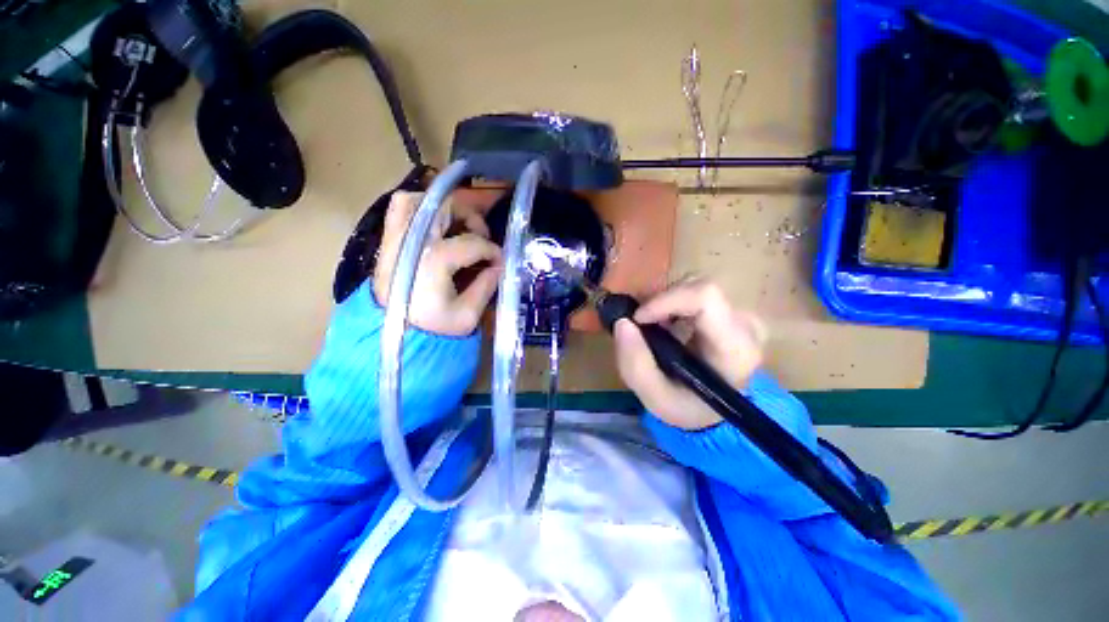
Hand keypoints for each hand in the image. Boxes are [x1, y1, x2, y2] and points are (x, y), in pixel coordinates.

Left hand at [374, 191, 501, 335]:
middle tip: (481, 236)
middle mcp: (412, 241)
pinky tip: (437, 225)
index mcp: (433, 260)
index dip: (493, 250)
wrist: (393, 340)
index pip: (473, 242)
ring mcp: (395, 239)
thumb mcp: (467, 315)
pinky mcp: (388, 243)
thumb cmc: (433, 330)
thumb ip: (487, 286)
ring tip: (459, 226)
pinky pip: (400, 210)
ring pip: (417, 200)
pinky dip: (421, 209)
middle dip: (471, 218)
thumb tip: (498, 266)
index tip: (500, 263)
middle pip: (445, 207)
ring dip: (443, 208)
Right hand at [613, 279, 766, 429]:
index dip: (665, 300)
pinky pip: (696, 293)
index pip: (705, 298)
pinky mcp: (733, 311)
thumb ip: (635, 364)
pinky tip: (666, 324)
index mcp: (735, 350)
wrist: (713, 411)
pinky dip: (673, 303)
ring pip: (695, 286)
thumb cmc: (687, 407)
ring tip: (653, 326)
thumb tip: (622, 322)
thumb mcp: (655, 398)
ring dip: (666, 302)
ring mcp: (742, 316)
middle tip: (642, 324)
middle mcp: (746, 326)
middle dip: (661, 301)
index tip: (639, 318)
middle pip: (698, 287)